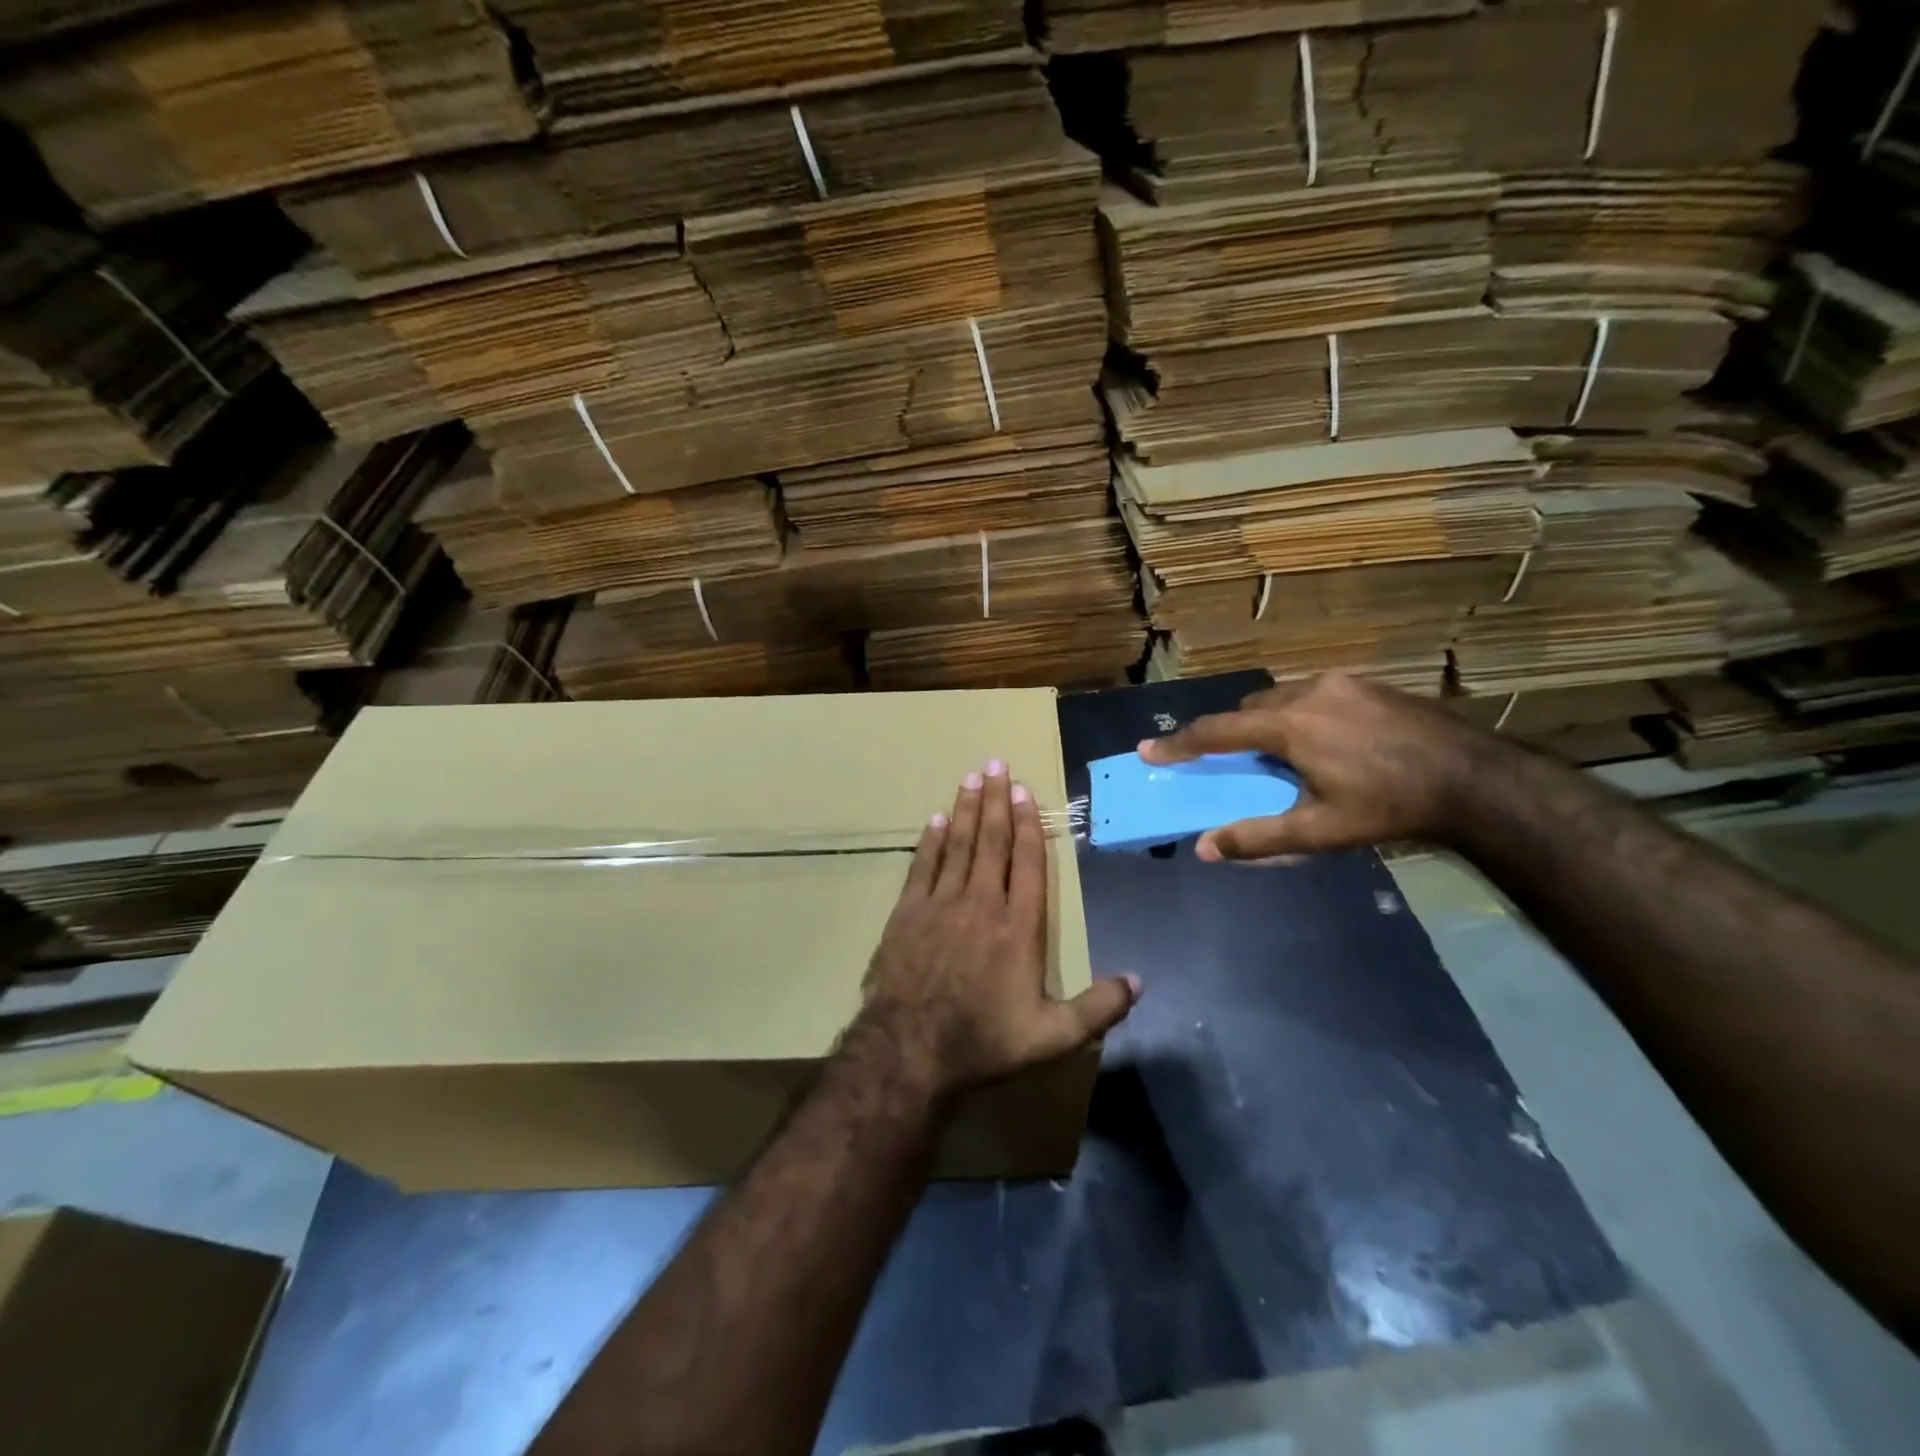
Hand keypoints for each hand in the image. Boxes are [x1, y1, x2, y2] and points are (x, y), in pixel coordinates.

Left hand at [856, 760, 1138, 1097]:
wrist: (910, 1049)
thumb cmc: (984, 1040)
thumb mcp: (1052, 1035)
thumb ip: (1098, 1008)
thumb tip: (1139, 981)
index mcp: (1019, 926)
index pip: (1027, 863)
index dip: (1028, 824)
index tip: (1025, 791)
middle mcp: (982, 903)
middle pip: (992, 841)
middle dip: (996, 800)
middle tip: (996, 764)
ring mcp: (941, 904)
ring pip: (958, 845)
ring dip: (965, 809)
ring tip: (971, 777)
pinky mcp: (907, 913)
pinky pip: (922, 867)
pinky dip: (930, 842)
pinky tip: (935, 820)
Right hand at [1139, 673, 1493, 860]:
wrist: (1475, 779)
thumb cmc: (1389, 807)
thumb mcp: (1320, 831)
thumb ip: (1258, 837)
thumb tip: (1205, 848)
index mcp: (1289, 727)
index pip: (1217, 733)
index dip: (1179, 744)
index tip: (1148, 750)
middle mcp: (1307, 693)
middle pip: (1249, 710)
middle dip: (1232, 733)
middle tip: (1234, 763)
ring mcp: (1341, 683)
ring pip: (1282, 699)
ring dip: (1268, 723)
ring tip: (1284, 755)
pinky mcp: (1367, 683)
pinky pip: (1313, 694)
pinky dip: (1300, 714)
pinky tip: (1326, 741)